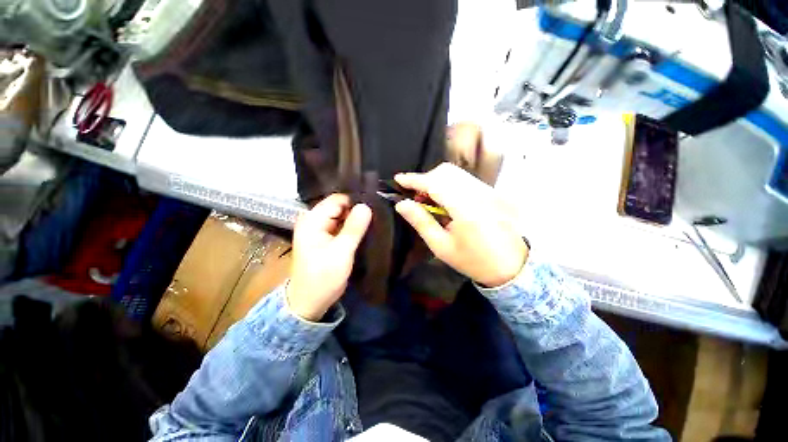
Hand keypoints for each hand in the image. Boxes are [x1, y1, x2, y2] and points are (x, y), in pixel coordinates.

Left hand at [288, 194, 371, 320]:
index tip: (374, 204)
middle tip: (377, 212)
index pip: (337, 199)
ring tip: (374, 219)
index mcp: (312, 220)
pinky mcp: (324, 237)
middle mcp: (313, 220)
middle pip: (339, 206)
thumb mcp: (342, 252)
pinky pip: (340, 225)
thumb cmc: (323, 278)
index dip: (355, 200)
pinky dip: (352, 226)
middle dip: (356, 208)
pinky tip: (365, 227)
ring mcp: (319, 229)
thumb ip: (354, 228)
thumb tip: (366, 205)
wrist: (309, 302)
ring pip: (341, 215)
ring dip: (355, 217)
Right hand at [394, 163, 527, 286]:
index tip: (399, 179)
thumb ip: (421, 222)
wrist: (511, 266)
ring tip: (429, 199)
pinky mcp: (491, 193)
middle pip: (446, 172)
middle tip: (415, 196)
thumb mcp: (441, 246)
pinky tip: (445, 200)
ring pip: (456, 173)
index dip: (415, 179)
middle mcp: (479, 193)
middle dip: (426, 178)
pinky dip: (449, 184)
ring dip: (437, 180)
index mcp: (466, 209)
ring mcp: (488, 191)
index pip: (435, 183)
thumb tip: (401, 204)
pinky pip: (465, 179)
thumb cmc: (472, 260)